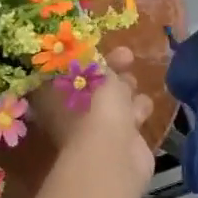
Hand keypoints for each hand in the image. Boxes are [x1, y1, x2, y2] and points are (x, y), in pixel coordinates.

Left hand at [32, 46, 154, 189]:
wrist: (114, 152)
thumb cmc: (93, 105)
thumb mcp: (91, 69)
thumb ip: (92, 57)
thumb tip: (89, 53)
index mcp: (54, 96)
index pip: (65, 71)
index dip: (83, 56)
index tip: (99, 44)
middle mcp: (72, 113)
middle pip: (93, 84)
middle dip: (110, 69)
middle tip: (127, 56)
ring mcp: (97, 129)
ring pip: (113, 101)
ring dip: (126, 89)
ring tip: (133, 81)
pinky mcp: (122, 141)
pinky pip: (130, 118)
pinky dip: (138, 110)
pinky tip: (143, 105)